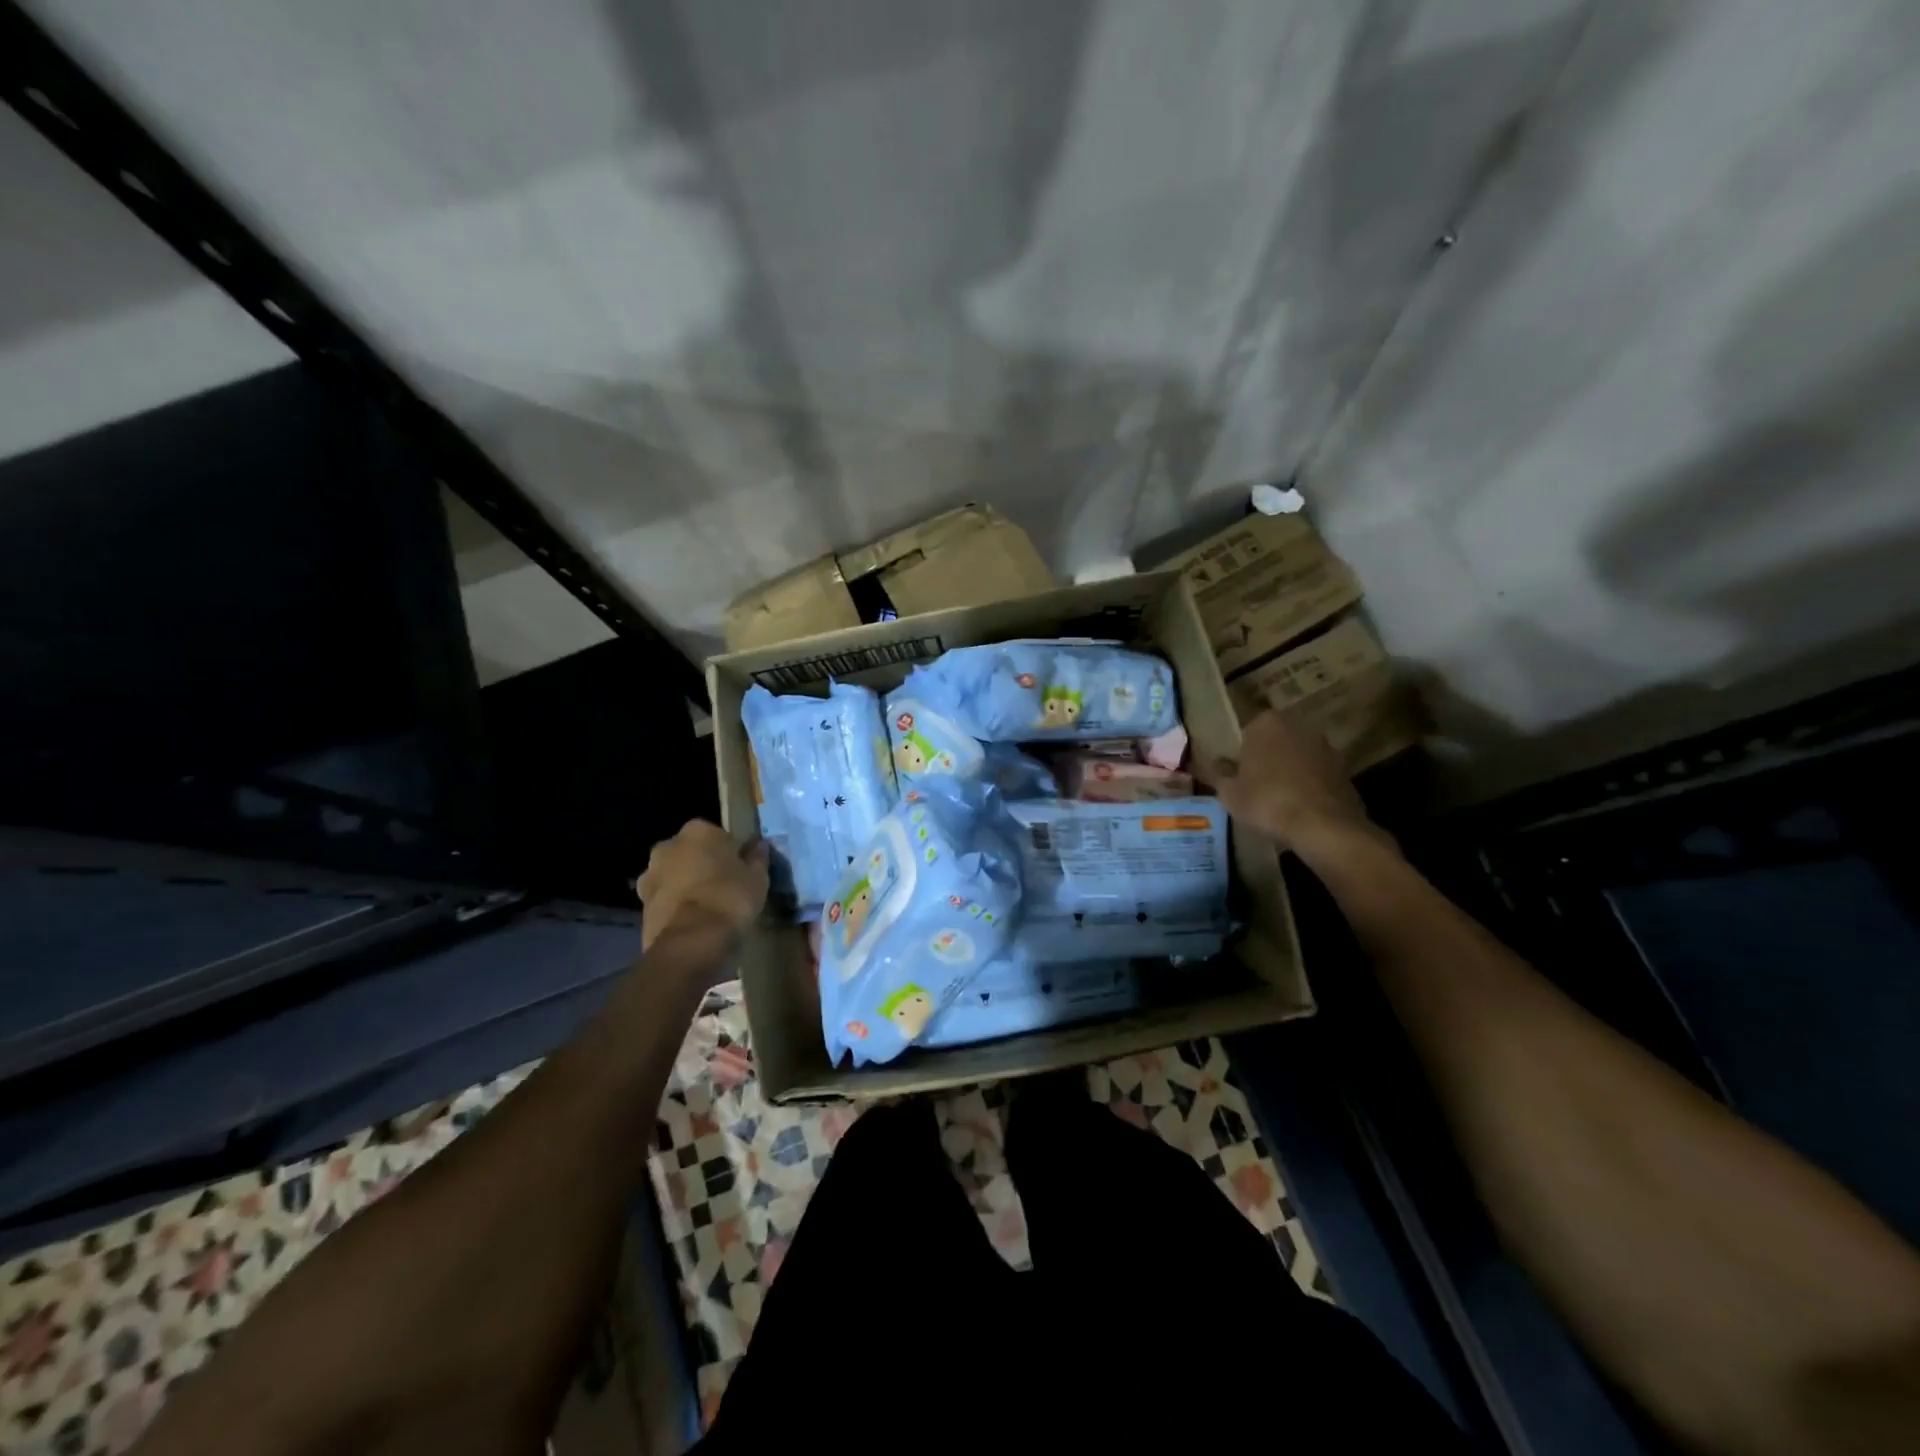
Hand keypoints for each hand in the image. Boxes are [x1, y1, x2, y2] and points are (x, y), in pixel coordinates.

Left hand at [635, 820, 769, 951]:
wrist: (691, 941)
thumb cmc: (730, 898)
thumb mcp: (757, 878)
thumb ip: (757, 858)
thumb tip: (759, 845)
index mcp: (698, 831)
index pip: (717, 834)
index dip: (729, 852)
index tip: (739, 869)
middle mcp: (668, 845)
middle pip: (690, 853)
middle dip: (702, 865)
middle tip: (722, 886)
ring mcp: (650, 875)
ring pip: (673, 876)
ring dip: (685, 886)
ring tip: (706, 909)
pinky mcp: (641, 905)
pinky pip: (664, 900)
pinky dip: (675, 907)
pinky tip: (692, 923)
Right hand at [1199, 709, 1377, 857]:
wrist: (1322, 826)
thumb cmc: (1266, 802)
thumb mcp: (1229, 792)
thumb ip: (1219, 773)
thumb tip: (1216, 763)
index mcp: (1266, 723)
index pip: (1247, 730)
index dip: (1241, 752)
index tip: (1237, 771)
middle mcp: (1298, 726)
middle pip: (1276, 740)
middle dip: (1267, 757)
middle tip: (1255, 783)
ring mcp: (1325, 746)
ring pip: (1299, 756)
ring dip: (1290, 770)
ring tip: (1279, 798)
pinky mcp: (1345, 769)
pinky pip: (1317, 774)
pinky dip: (1310, 785)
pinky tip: (1300, 807)